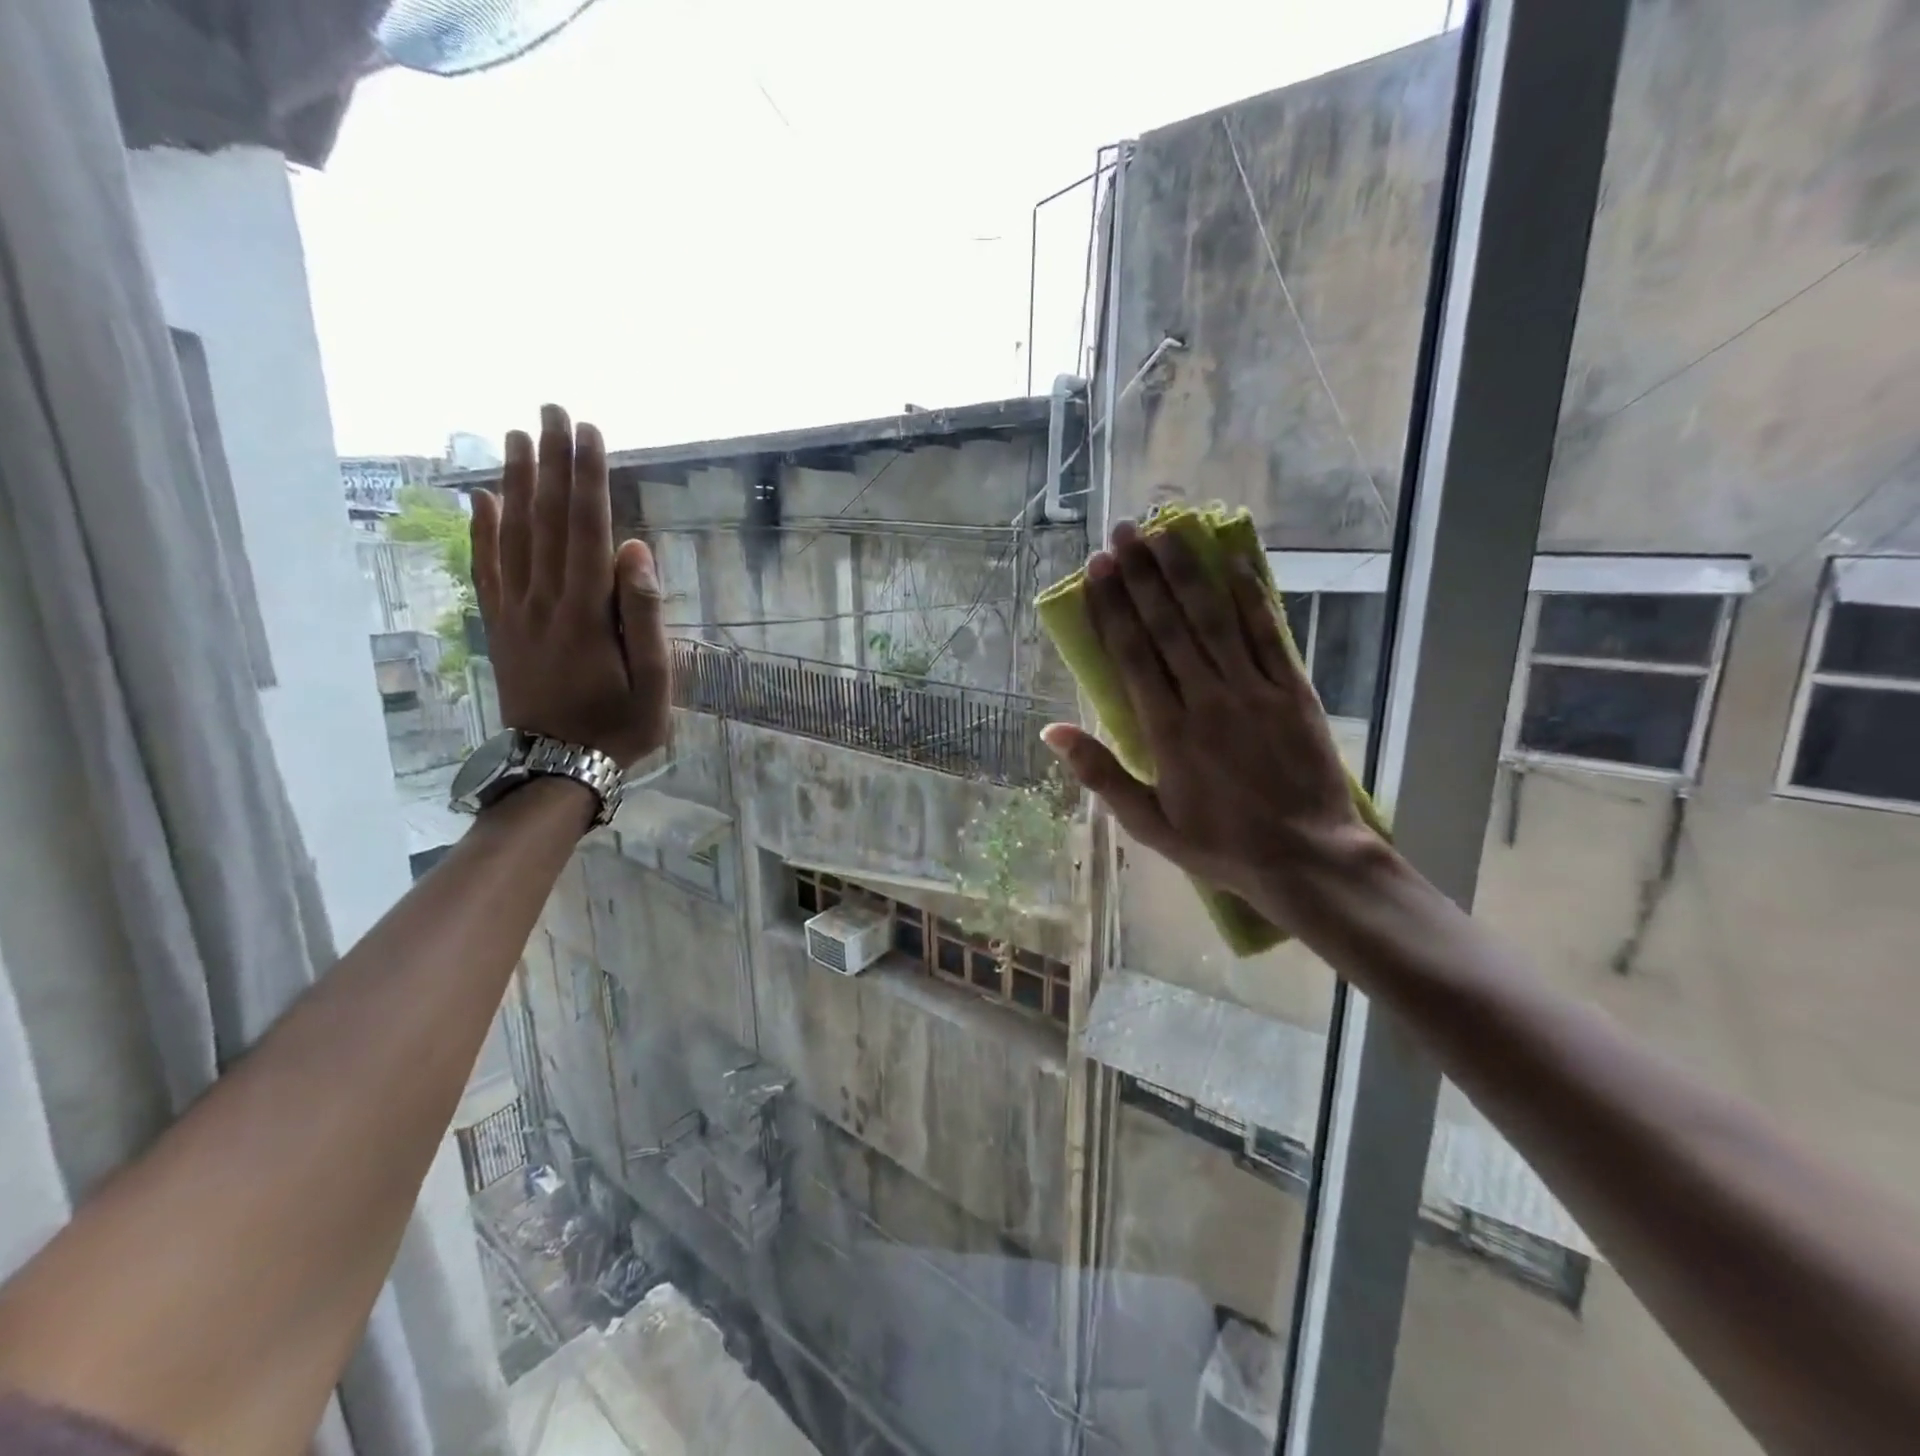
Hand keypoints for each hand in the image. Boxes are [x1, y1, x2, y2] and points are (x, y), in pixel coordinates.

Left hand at [470, 404, 669, 769]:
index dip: (588, 478)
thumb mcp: (654, 682)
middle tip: (551, 409)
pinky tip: (480, 500)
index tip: (590, 431)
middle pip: (547, 519)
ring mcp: (515, 612)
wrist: (557, 767)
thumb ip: (644, 616)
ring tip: (516, 435)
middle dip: (551, 461)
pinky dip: (482, 531)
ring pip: (512, 534)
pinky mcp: (500, 626)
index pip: (587, 529)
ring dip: (516, 482)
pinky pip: (487, 569)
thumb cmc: (619, 727)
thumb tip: (634, 550)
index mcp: (586, 612)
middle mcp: (544, 600)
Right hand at [1041, 520, 1386, 931]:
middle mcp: (1207, 699)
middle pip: (1169, 625)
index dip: (1113, 607)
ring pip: (1214, 619)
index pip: (1133, 655)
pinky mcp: (1292, 690)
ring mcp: (1253, 690)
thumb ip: (1100, 774)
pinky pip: (1267, 634)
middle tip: (1122, 533)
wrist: (1308, 859)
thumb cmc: (1220, 845)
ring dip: (1187, 572)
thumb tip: (1051, 733)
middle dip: (1142, 575)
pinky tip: (1234, 563)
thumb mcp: (1148, 823)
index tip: (1096, 570)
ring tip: (1166, 531)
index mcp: (1168, 731)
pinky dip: (1251, 597)